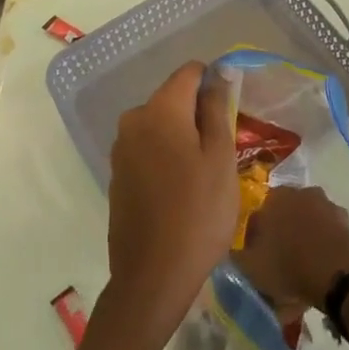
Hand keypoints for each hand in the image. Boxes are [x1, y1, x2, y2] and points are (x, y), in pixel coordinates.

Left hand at [105, 62, 238, 336]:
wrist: (152, 277)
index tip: (231, 112)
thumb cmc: (198, 213)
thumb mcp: (220, 158)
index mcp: (160, 109)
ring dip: (182, 138)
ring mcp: (121, 148)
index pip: (189, 72)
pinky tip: (181, 191)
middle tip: (223, 151)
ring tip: (205, 174)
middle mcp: (134, 119)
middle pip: (173, 99)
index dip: (213, 83)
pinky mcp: (117, 175)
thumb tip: (219, 73)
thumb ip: (218, 108)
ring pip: (160, 125)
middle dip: (198, 114)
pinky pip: (147, 150)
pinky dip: (165, 158)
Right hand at [232, 185, 348, 319]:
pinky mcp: (345, 220)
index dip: (255, 241)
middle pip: (284, 216)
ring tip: (301, 266)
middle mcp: (300, 191)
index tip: (257, 261)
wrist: (337, 278)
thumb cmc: (289, 268)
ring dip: (302, 237)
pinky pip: (326, 231)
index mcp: (274, 197)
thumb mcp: (251, 268)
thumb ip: (234, 257)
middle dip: (280, 235)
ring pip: (306, 221)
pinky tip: (320, 265)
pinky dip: (322, 243)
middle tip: (279, 263)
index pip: (258, 217)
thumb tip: (228, 253)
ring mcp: (325, 203)